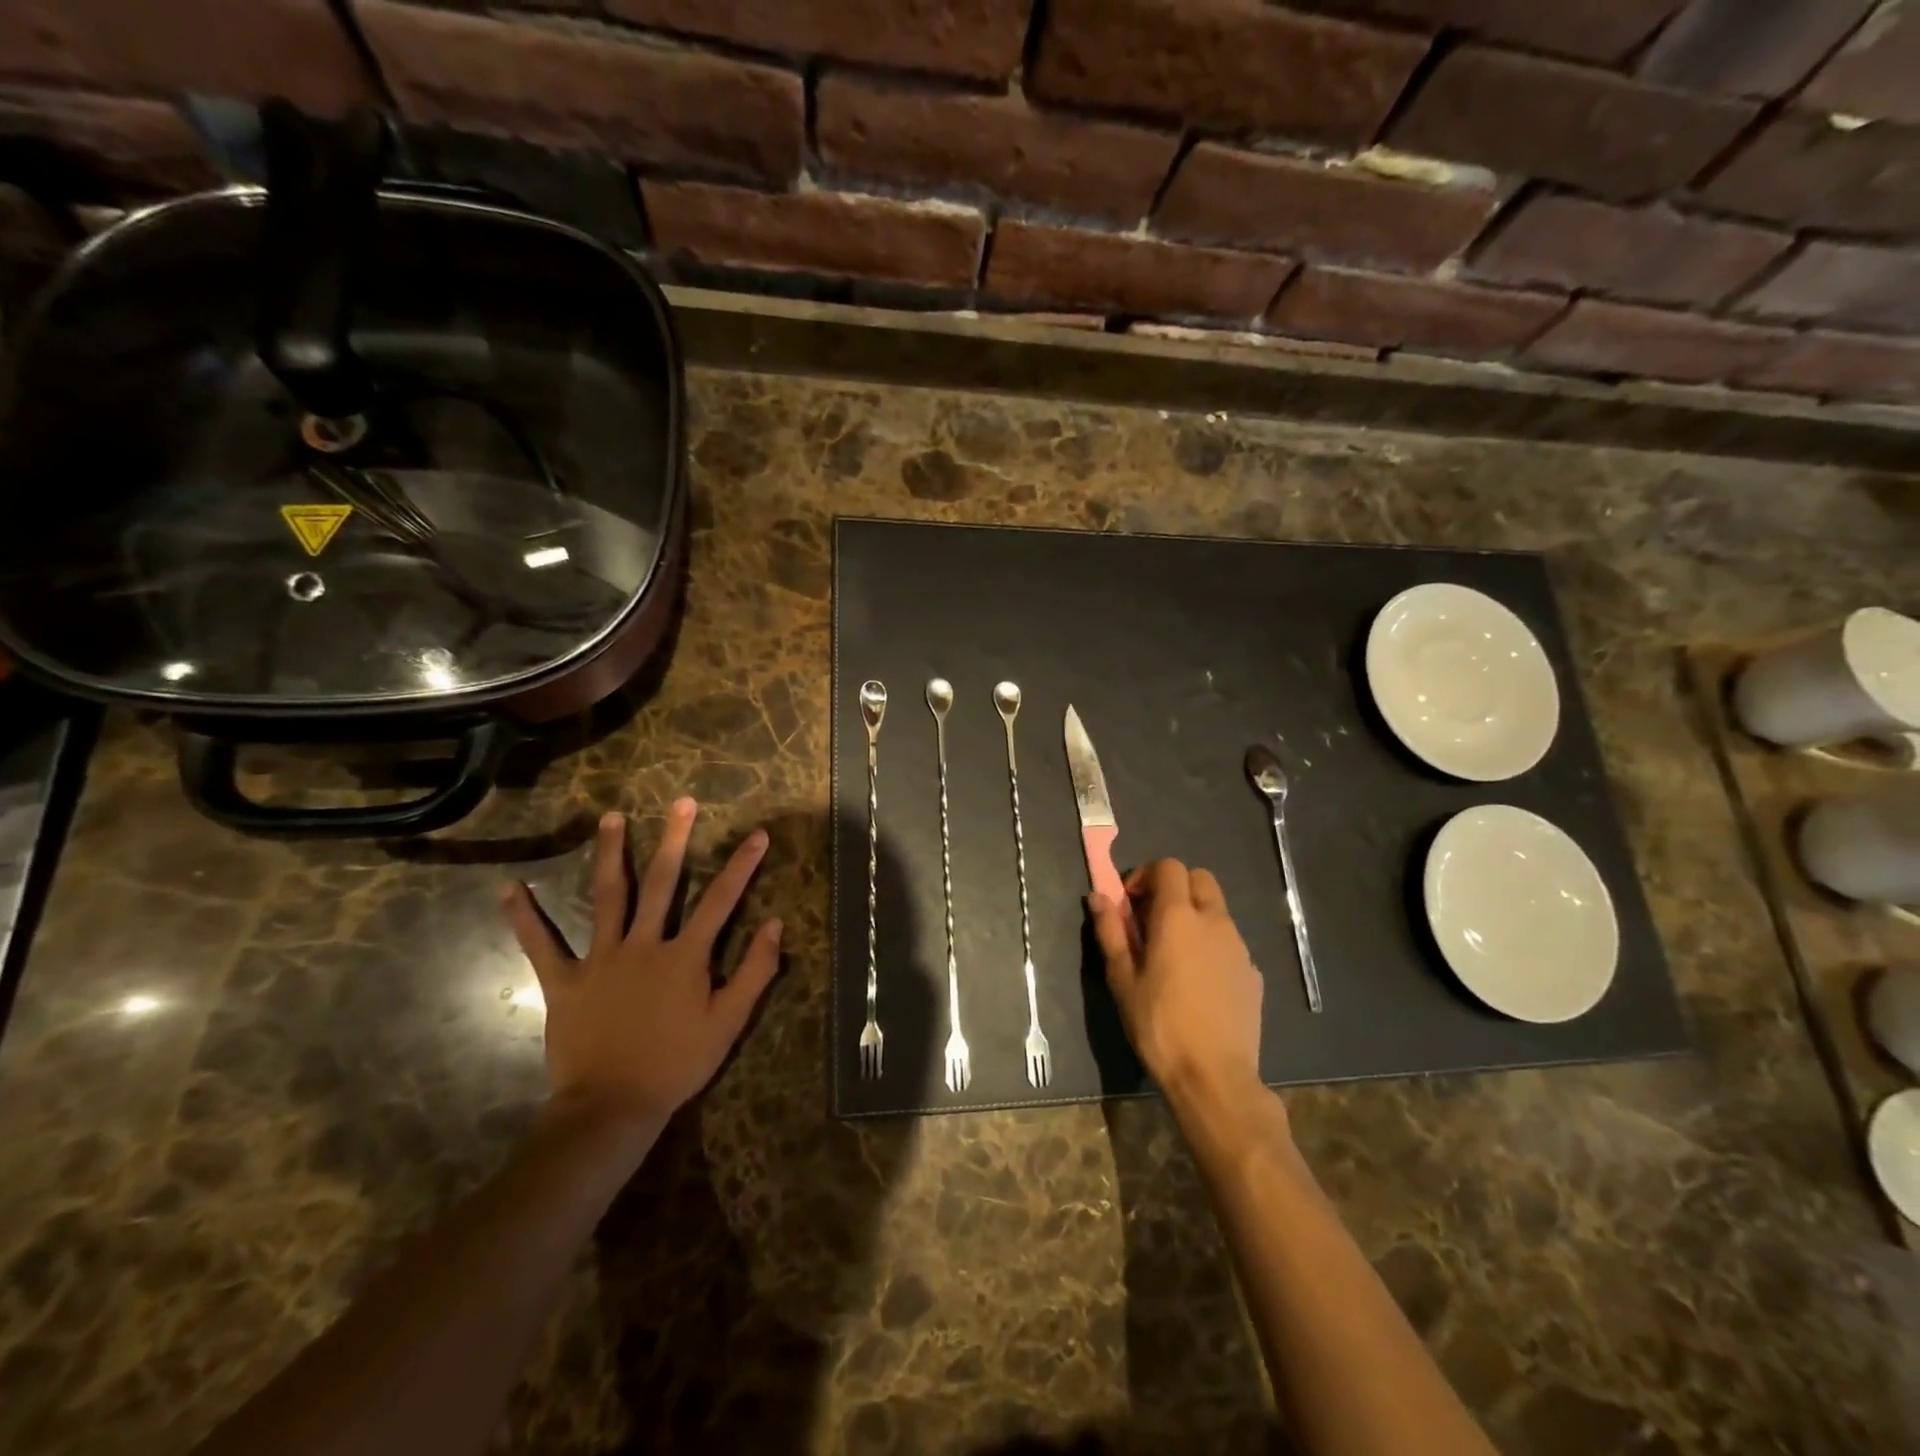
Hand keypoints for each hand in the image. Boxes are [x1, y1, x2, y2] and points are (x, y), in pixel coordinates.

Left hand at [502, 798, 781, 1127]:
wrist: (612, 1107)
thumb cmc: (677, 1064)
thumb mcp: (729, 1022)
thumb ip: (754, 971)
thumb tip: (776, 924)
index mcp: (685, 955)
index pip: (722, 900)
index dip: (742, 865)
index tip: (758, 834)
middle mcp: (644, 944)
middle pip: (664, 883)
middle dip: (675, 840)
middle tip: (681, 802)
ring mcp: (601, 959)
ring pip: (607, 897)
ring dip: (610, 855)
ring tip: (611, 818)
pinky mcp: (565, 981)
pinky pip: (541, 946)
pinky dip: (524, 918)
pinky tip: (509, 890)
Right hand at [1088, 859, 1264, 1108]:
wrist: (1214, 1077)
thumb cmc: (1159, 1025)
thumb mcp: (1122, 979)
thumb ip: (1110, 931)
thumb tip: (1098, 896)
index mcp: (1178, 917)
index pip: (1169, 867)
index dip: (1146, 875)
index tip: (1130, 903)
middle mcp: (1214, 921)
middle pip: (1199, 879)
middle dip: (1174, 888)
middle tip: (1150, 919)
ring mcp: (1239, 947)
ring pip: (1217, 910)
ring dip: (1193, 915)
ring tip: (1172, 953)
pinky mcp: (1253, 973)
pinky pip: (1229, 942)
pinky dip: (1211, 944)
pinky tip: (1197, 981)